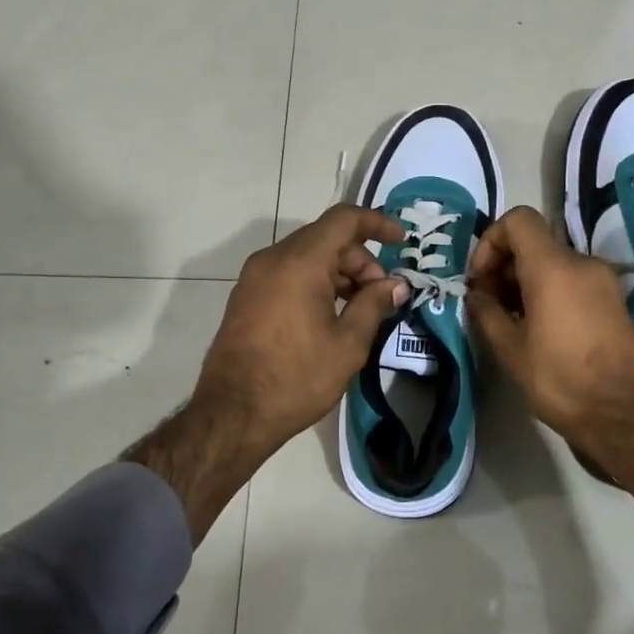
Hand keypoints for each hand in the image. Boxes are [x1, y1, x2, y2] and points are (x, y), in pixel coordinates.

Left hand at [200, 205, 412, 450]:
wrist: (232, 414)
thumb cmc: (296, 378)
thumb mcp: (348, 344)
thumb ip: (374, 305)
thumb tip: (396, 284)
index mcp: (300, 262)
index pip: (344, 219)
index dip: (377, 223)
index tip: (401, 241)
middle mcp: (272, 259)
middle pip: (326, 238)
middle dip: (360, 260)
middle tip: (381, 296)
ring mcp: (254, 277)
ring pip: (306, 256)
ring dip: (338, 273)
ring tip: (359, 310)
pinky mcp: (246, 297)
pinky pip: (288, 274)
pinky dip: (315, 282)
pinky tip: (330, 316)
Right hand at [466, 207, 633, 515]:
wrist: (626, 416)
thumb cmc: (561, 380)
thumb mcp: (510, 349)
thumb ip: (486, 312)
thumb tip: (477, 294)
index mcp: (554, 267)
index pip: (518, 220)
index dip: (491, 241)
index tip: (481, 279)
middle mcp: (583, 263)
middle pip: (535, 242)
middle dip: (504, 266)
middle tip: (488, 304)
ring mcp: (604, 281)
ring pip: (553, 263)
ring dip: (525, 282)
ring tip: (510, 320)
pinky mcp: (614, 301)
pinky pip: (572, 281)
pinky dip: (549, 292)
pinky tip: (537, 329)